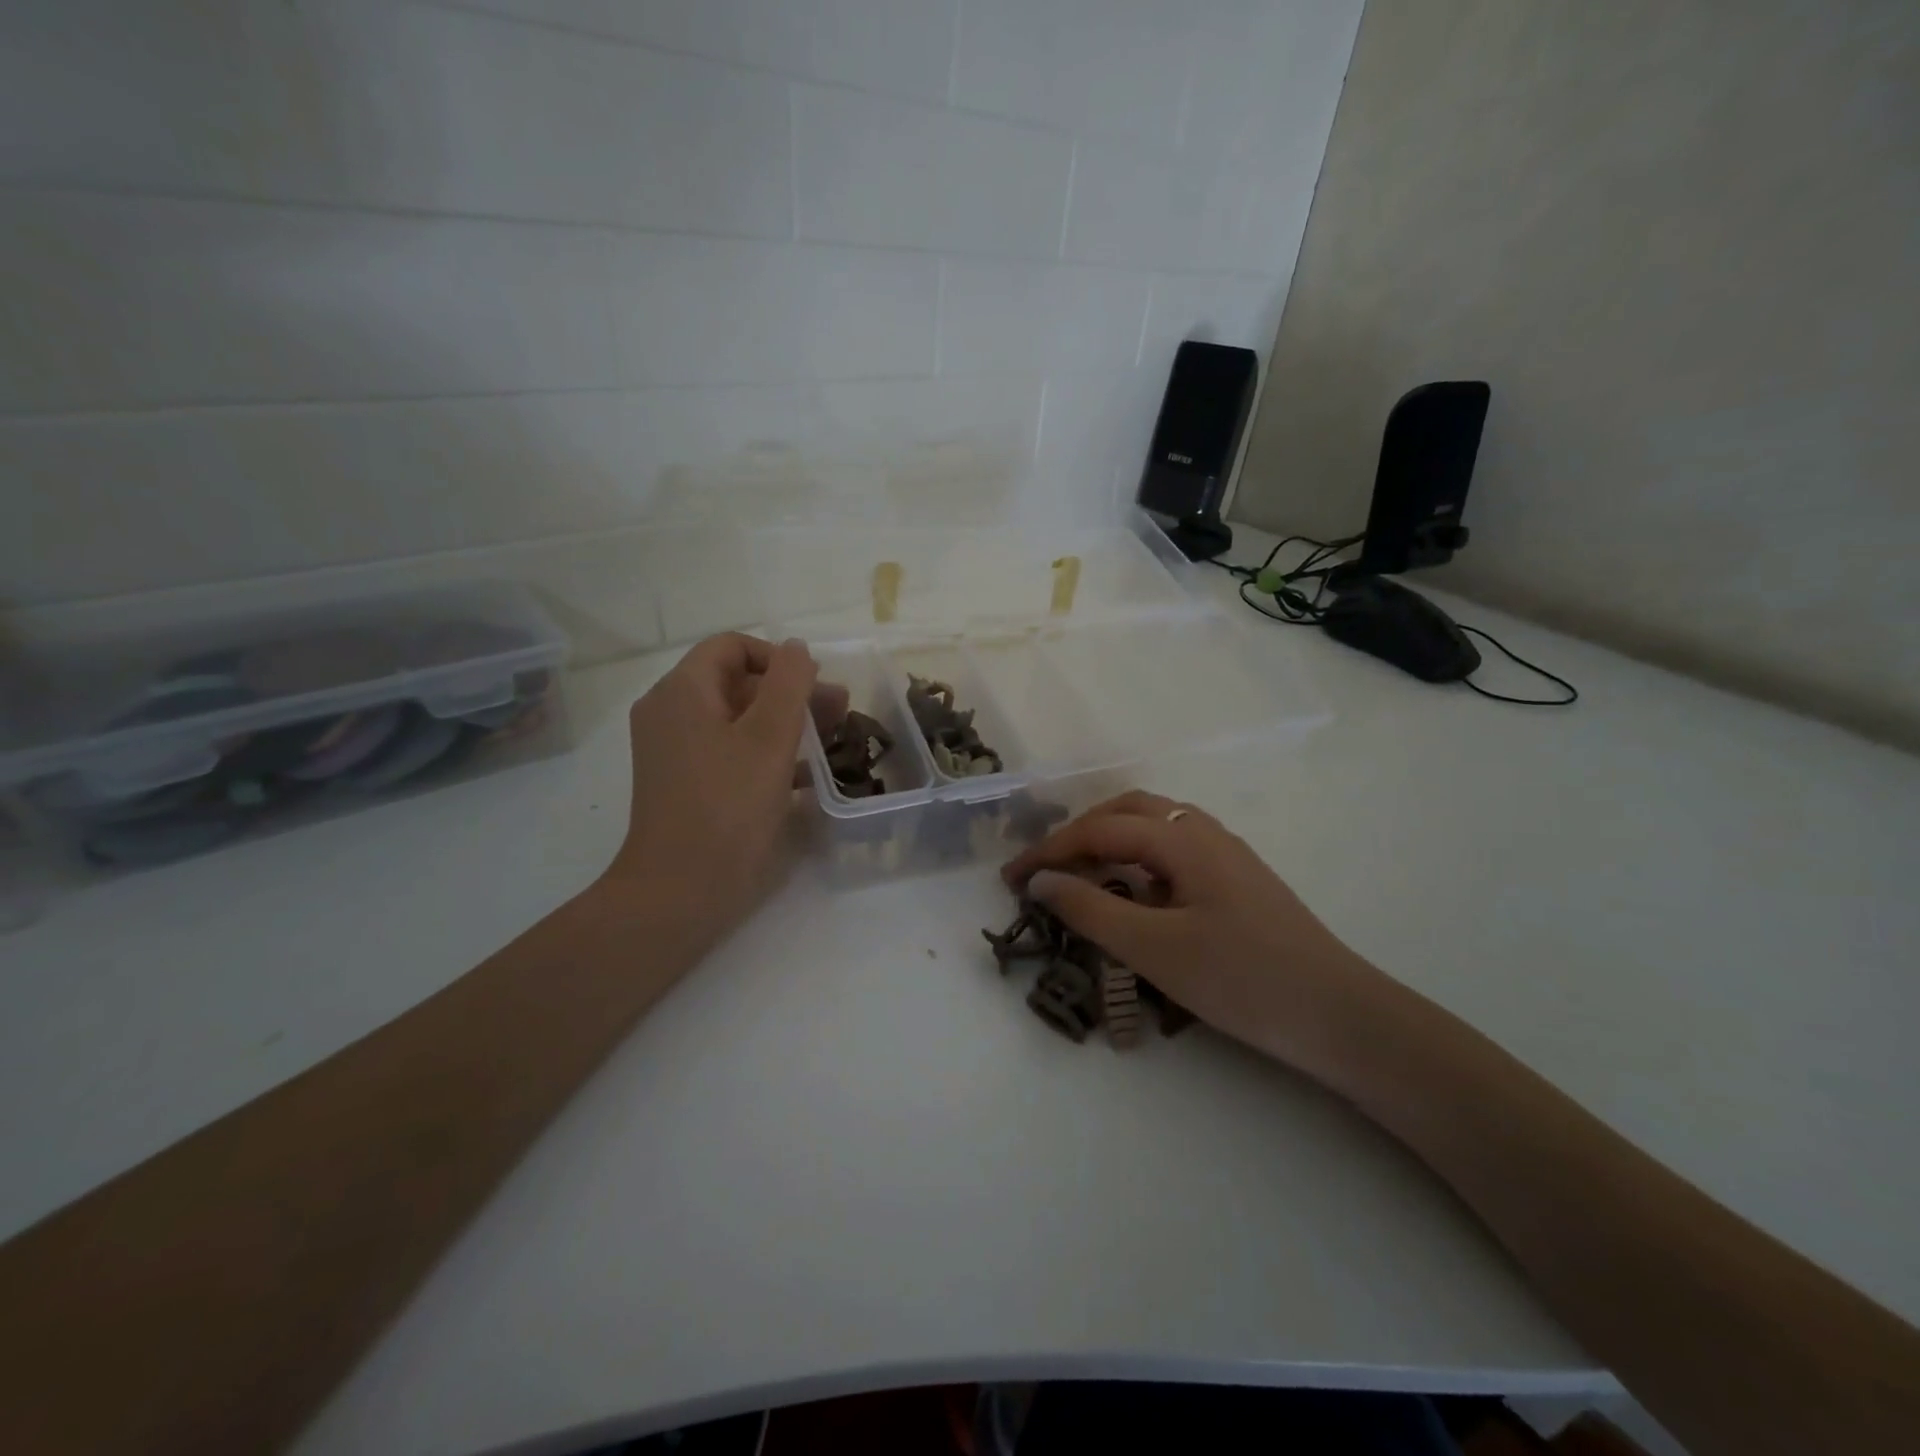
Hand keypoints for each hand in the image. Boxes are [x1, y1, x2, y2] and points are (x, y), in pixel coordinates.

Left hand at [600, 633, 839, 945]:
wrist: (679, 891)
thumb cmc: (728, 806)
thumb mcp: (769, 738)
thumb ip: (788, 684)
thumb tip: (795, 649)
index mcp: (682, 692)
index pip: (731, 647)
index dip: (777, 658)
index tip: (814, 687)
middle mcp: (670, 713)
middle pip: (736, 682)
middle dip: (789, 692)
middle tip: (838, 712)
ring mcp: (674, 751)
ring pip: (736, 718)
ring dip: (783, 723)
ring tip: (830, 741)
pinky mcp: (685, 783)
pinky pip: (728, 751)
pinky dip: (764, 752)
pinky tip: (804, 774)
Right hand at [1002, 791, 1397, 1082]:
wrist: (1339, 1016)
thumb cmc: (1241, 979)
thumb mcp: (1154, 947)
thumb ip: (1091, 910)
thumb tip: (1041, 880)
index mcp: (1182, 838)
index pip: (1100, 829)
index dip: (1050, 850)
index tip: (1011, 878)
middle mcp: (1204, 832)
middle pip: (1127, 811)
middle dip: (1079, 833)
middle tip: (1046, 868)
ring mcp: (1226, 854)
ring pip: (1154, 827)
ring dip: (1109, 840)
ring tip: (1080, 874)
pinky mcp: (1238, 880)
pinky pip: (1173, 851)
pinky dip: (1137, 860)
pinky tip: (1133, 893)